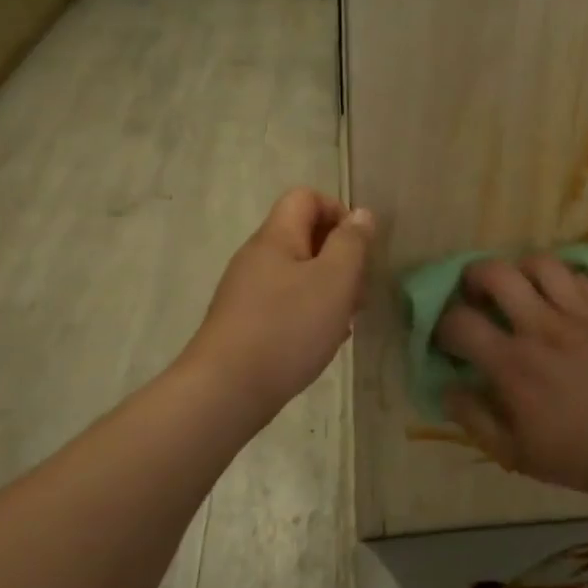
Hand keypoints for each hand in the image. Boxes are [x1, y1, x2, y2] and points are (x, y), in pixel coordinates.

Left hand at [184, 188, 374, 417]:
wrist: (226, 390)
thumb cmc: (287, 328)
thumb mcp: (334, 280)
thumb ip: (351, 243)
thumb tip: (360, 215)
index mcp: (275, 238)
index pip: (305, 198)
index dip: (338, 211)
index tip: (359, 247)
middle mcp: (257, 258)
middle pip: (303, 237)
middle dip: (339, 258)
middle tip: (358, 291)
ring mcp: (247, 292)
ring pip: (297, 275)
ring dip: (328, 290)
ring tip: (346, 321)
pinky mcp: (245, 323)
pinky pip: (285, 304)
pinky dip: (309, 313)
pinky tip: (323, 340)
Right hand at [434, 255, 587, 504]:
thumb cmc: (582, 456)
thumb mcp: (517, 455)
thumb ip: (475, 420)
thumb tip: (448, 389)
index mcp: (514, 365)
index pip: (460, 322)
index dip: (443, 324)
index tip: (448, 337)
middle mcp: (542, 328)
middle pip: (496, 273)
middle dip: (474, 277)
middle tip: (476, 294)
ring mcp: (582, 315)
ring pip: (541, 263)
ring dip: (521, 270)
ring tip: (522, 288)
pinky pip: (582, 277)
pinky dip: (564, 280)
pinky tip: (563, 299)